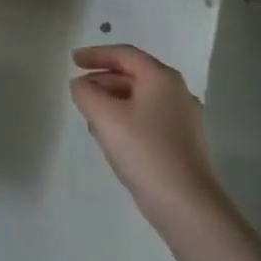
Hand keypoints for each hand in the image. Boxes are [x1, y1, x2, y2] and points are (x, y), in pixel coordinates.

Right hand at [71, 44, 225, 230]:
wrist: (188, 206)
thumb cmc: (144, 151)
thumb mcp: (105, 117)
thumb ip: (86, 93)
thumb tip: (81, 85)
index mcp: (162, 79)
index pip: (125, 54)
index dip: (96, 54)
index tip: (72, 60)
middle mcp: (178, 93)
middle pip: (134, 75)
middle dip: (103, 79)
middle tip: (80, 90)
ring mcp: (185, 120)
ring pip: (141, 99)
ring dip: (114, 101)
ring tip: (91, 115)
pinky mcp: (185, 144)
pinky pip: (150, 119)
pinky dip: (127, 118)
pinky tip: (113, 138)